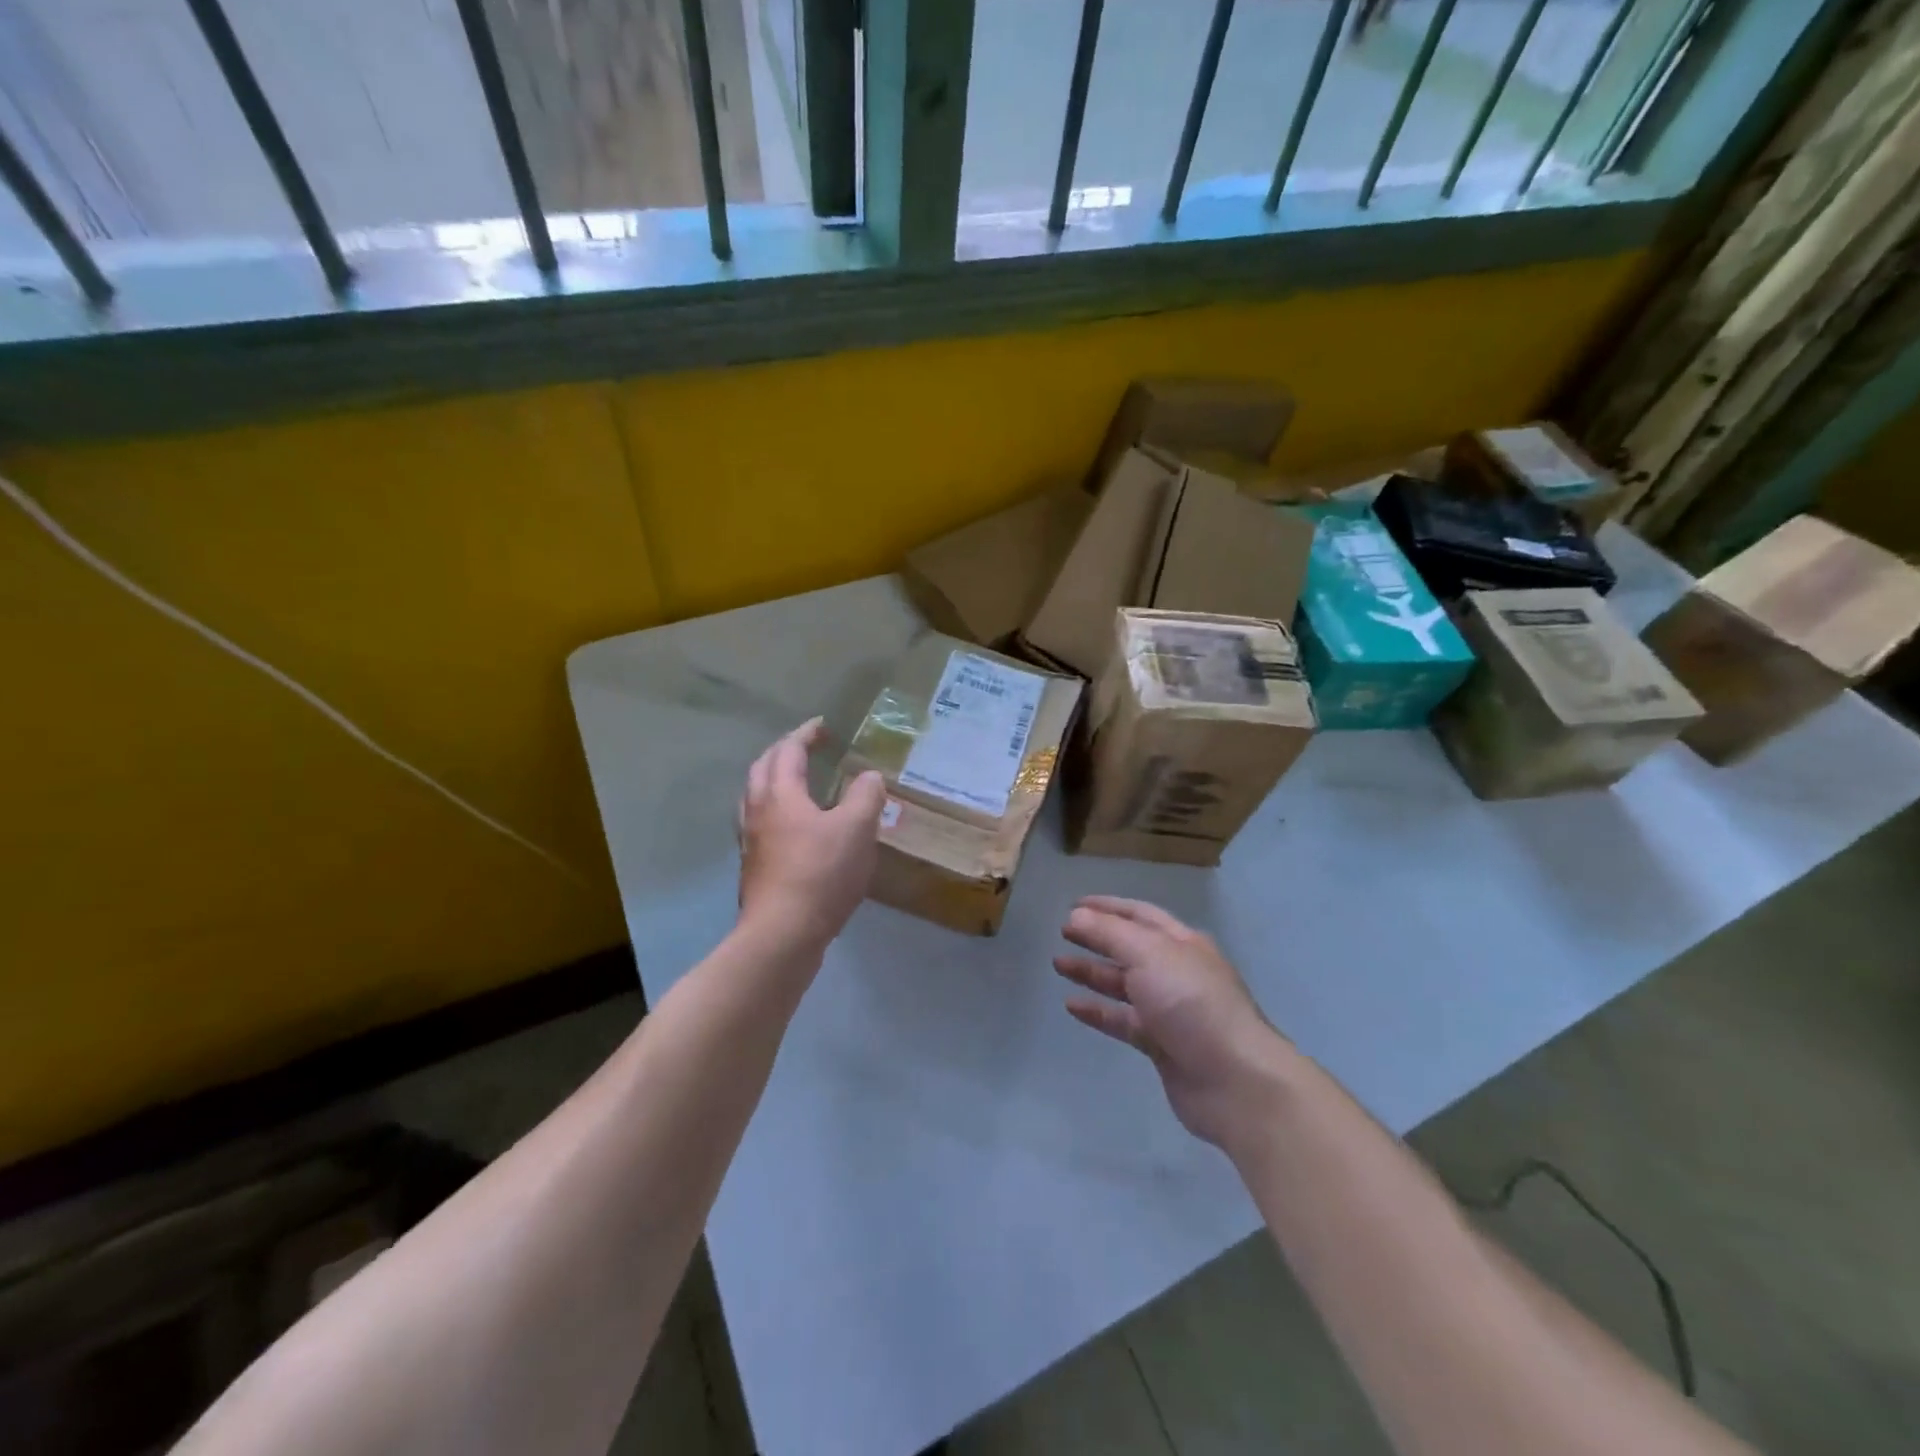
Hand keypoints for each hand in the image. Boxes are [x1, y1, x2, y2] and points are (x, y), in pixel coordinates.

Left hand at [738, 718, 886, 954]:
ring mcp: (751, 839)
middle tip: (808, 749)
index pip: (789, 750)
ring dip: (775, 779)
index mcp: (781, 793)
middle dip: (784, 751)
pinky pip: (760, 822)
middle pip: (764, 768)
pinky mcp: (753, 865)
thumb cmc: (821, 874)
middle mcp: (758, 810)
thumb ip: (866, 796)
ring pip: (756, 795)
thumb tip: (869, 777)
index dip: (807, 734)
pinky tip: (793, 827)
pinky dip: (776, 809)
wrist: (782, 933)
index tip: (824, 726)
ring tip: (798, 783)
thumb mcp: (857, 829)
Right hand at [1055, 896, 1289, 1150]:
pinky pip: (1123, 1021)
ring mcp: (1170, 1009)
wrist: (1234, 1080)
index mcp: (1182, 943)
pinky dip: (1098, 1011)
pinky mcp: (1162, 1044)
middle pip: (1130, 948)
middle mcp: (1177, 972)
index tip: (1074, 904)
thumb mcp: (1149, 954)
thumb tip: (1076, 914)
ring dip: (1092, 973)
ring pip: (1124, 984)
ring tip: (1058, 965)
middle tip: (1062, 932)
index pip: (1139, 915)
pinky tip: (1072, 1006)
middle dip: (1097, 938)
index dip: (1107, 907)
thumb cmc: (1191, 1003)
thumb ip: (1109, 933)